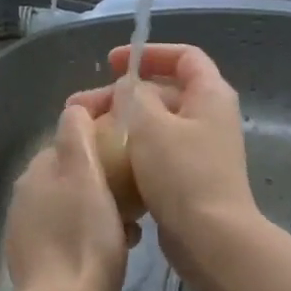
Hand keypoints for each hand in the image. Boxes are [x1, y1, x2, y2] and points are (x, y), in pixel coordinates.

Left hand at [5, 104, 133, 290]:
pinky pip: (69, 232)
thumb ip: (77, 136)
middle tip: (138, 186)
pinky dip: (91, 231)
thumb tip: (75, 108)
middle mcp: (25, 196)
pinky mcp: (36, 260)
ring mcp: (27, 230)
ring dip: (101, 204)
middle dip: (104, 173)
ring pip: (73, 203)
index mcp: (37, 172)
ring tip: (133, 222)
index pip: (69, 137)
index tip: (131, 139)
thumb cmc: (84, 238)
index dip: (100, 132)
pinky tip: (115, 247)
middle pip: (72, 172)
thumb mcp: (85, 176)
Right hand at [68, 44, 261, 290]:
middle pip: (162, 92)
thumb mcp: (150, 125)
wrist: (210, 238)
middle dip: (121, 96)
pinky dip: (131, 153)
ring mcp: (200, 150)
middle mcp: (209, 117)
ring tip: (85, 137)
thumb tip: (129, 89)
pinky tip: (104, 164)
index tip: (111, 63)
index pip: (183, 56)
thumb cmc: (182, 174)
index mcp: (210, 95)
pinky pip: (156, 154)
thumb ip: (134, 96)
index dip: (147, 53)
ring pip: (155, 126)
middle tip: (81, 108)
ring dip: (122, 126)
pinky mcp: (188, 178)